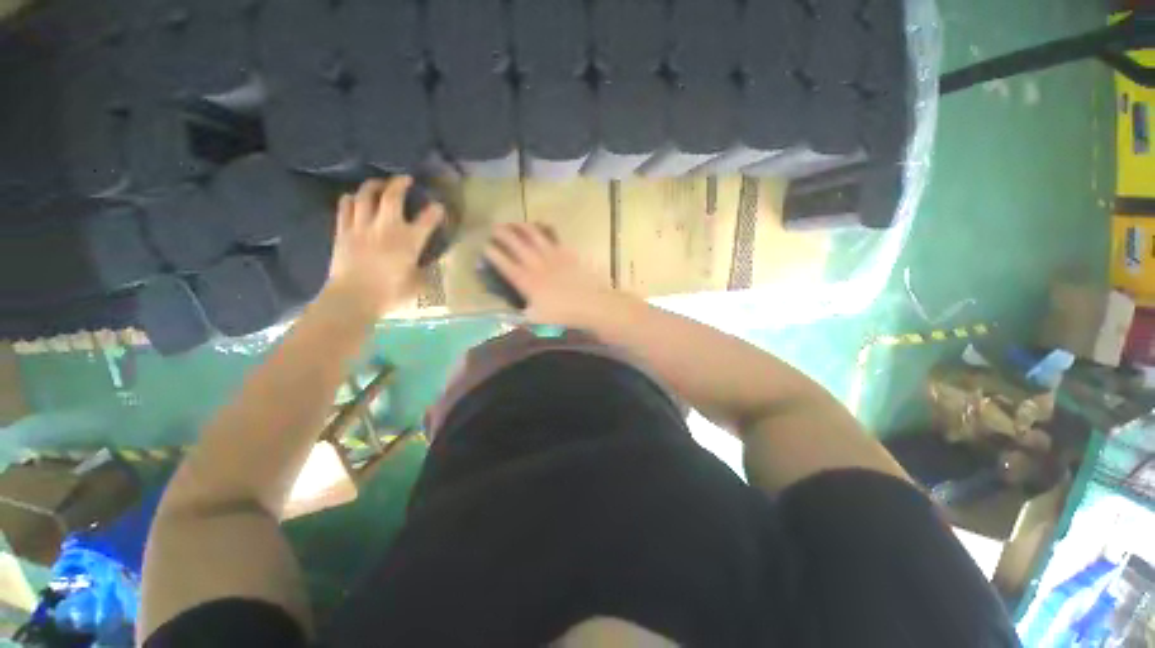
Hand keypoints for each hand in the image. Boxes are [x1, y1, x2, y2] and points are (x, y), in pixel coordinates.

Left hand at [323, 176, 443, 316]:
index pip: (427, 219)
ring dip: (373, 185)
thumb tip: (428, 264)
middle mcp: (386, 227)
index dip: (435, 211)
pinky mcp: (343, 232)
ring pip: (365, 195)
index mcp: (409, 242)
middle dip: (400, 183)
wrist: (353, 298)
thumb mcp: (417, 284)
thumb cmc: (390, 294)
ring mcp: (361, 227)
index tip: (438, 207)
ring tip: (379, 184)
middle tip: (405, 179)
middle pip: (392, 196)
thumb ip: (424, 270)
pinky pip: (344, 207)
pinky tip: (353, 198)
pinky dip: (350, 199)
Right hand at [483, 223, 617, 326]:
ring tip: (515, 223)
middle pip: (517, 245)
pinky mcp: (568, 254)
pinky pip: (554, 238)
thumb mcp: (535, 320)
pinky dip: (546, 231)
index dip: (494, 255)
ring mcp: (553, 257)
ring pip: (535, 237)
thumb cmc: (563, 316)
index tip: (485, 246)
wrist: (591, 304)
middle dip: (504, 235)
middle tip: (495, 227)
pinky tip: (543, 227)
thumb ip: (518, 315)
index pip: (505, 265)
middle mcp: (537, 265)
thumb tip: (503, 314)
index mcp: (527, 282)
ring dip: (523, 228)